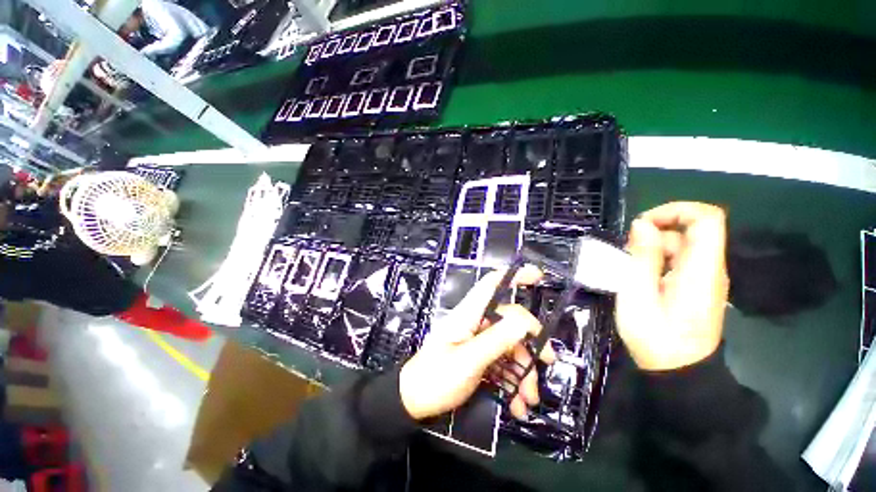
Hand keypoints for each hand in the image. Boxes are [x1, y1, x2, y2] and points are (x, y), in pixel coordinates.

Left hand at [399, 266, 554, 419]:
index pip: (491, 285)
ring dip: (523, 370)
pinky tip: (516, 404)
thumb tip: (524, 321)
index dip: (513, 276)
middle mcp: (474, 323)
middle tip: (547, 360)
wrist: (414, 402)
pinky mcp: (478, 357)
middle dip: (530, 341)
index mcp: (468, 315)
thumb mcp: (468, 361)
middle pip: (508, 320)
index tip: (537, 276)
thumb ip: (496, 340)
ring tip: (528, 399)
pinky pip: (502, 363)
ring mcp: (477, 341)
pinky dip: (512, 381)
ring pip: (509, 345)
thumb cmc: (435, 379)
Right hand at [616, 202, 728, 370]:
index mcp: (701, 270)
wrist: (679, 372)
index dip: (676, 210)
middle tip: (627, 252)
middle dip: (655, 232)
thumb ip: (642, 258)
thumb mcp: (637, 297)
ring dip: (653, 247)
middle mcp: (709, 269)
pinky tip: (640, 276)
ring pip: (683, 245)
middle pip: (691, 230)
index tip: (643, 224)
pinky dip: (657, 259)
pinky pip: (680, 260)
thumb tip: (642, 224)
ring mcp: (705, 278)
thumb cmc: (655, 338)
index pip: (707, 219)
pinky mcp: (697, 286)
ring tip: (629, 267)